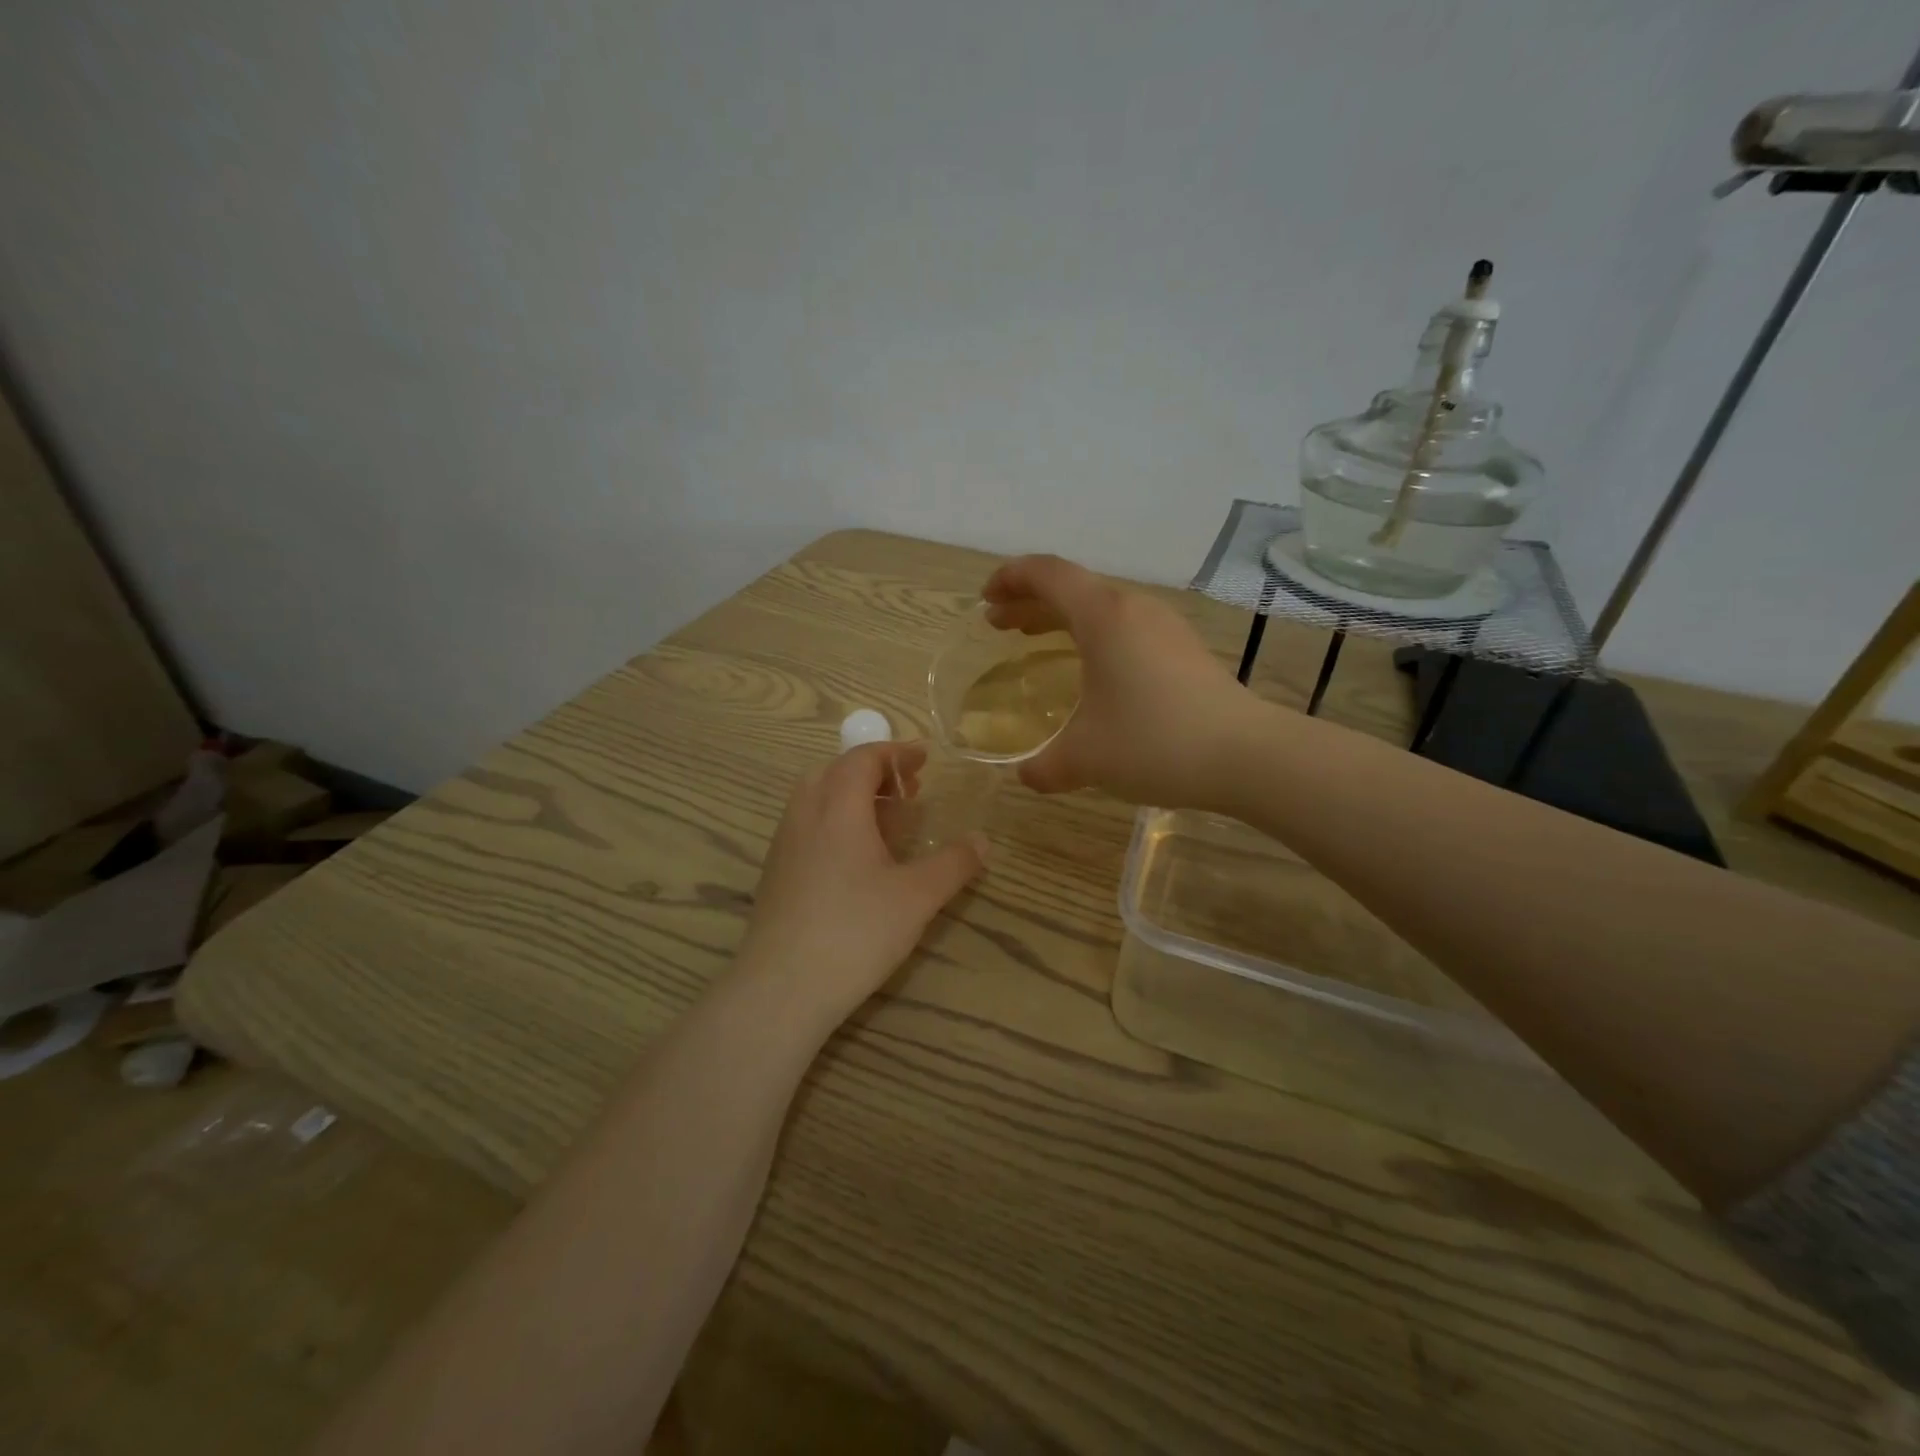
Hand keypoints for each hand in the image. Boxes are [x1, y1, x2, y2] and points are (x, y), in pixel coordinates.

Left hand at [738, 743, 985, 1026]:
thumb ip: (954, 863)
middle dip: (873, 772)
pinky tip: (857, 860)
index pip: (863, 758)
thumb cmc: (856, 931)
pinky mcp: (776, 872)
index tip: (924, 759)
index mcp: (838, 807)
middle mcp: (805, 814)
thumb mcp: (918, 897)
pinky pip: (807, 825)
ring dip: (852, 796)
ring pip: (816, 798)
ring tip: (887, 823)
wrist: (783, 987)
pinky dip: (835, 821)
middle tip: (908, 791)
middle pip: (835, 771)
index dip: (896, 753)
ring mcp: (784, 844)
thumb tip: (983, 840)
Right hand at [982, 555, 1255, 808]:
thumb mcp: (1085, 758)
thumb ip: (1044, 766)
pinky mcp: (1183, 648)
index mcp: (1103, 616)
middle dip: (1029, 600)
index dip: (1010, 578)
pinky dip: (1092, 634)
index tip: (986, 599)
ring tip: (1034, 638)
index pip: (1047, 574)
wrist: (1246, 755)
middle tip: (999, 623)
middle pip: (1072, 587)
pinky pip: (1124, 625)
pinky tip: (1090, 668)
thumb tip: (1026, 776)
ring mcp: (1164, 626)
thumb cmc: (1154, 743)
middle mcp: (1133, 608)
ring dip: (1062, 617)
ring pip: (1100, 606)